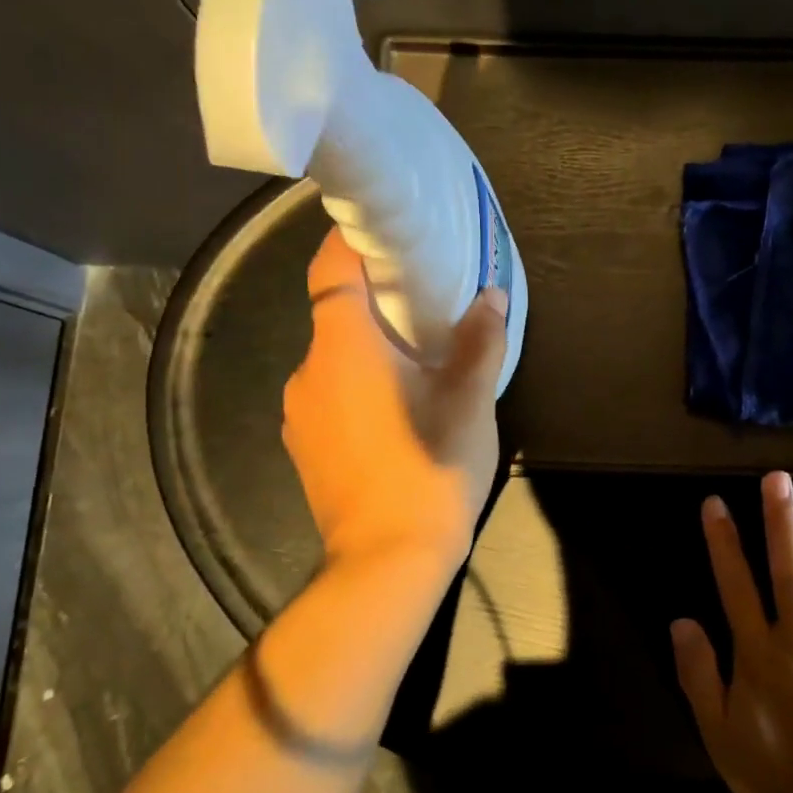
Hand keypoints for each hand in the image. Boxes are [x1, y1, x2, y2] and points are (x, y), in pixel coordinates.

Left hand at [281, 230, 506, 575]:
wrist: (387, 561)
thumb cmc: (431, 468)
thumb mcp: (470, 400)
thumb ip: (481, 341)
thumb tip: (492, 298)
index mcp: (344, 346)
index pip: (331, 267)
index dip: (351, 238)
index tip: (384, 230)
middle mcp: (309, 370)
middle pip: (334, 311)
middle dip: (374, 297)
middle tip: (422, 297)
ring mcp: (300, 412)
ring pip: (333, 356)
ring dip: (368, 345)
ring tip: (415, 357)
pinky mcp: (304, 445)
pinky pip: (330, 392)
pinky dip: (357, 382)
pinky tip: (395, 408)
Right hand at [671, 470, 792, 792]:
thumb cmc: (772, 773)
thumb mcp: (719, 732)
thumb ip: (699, 674)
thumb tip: (681, 621)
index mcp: (759, 654)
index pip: (736, 585)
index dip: (723, 542)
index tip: (715, 502)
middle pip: (788, 570)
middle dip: (779, 521)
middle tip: (776, 477)